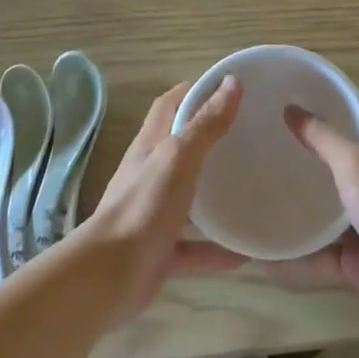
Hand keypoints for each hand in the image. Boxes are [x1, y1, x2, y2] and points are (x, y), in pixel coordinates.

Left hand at [77, 78, 244, 318]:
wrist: (109, 275)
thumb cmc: (144, 206)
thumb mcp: (179, 157)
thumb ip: (206, 123)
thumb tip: (232, 82)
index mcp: (150, 146)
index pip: (168, 106)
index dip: (192, 92)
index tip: (225, 87)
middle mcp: (149, 175)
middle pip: (179, 149)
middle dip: (208, 140)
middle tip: (247, 135)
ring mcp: (153, 214)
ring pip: (187, 199)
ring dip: (213, 195)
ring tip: (249, 189)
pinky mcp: (159, 251)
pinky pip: (193, 248)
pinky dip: (216, 250)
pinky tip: (245, 254)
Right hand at [266, 106, 358, 331]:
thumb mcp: (355, 163)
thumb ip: (323, 139)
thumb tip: (290, 109)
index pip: (355, 126)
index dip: (329, 114)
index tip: (292, 107)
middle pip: (337, 173)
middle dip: (306, 166)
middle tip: (265, 155)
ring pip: (328, 219)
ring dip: (300, 215)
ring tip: (260, 204)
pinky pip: (321, 260)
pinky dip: (297, 261)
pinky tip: (267, 258)